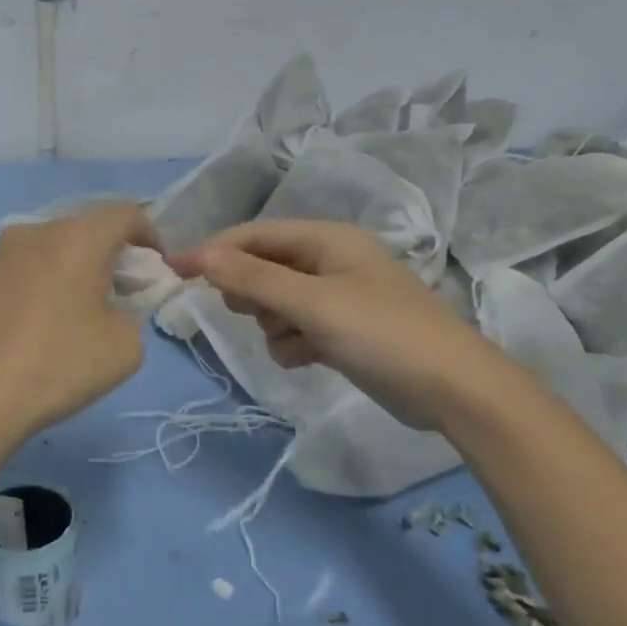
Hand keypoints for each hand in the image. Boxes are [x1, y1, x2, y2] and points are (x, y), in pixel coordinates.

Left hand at [0, 201, 157, 445]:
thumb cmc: (57, 364)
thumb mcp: (125, 347)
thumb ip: (130, 314)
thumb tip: (107, 310)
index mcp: (76, 238)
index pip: (124, 214)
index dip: (148, 235)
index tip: (154, 268)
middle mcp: (31, 233)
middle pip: (80, 231)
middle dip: (104, 255)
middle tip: (113, 293)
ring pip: (42, 251)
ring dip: (62, 271)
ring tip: (65, 314)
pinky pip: (10, 275)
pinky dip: (28, 289)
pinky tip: (23, 330)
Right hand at [168, 220, 501, 429]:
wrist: (453, 390)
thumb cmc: (382, 334)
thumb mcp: (312, 303)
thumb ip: (253, 278)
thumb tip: (199, 254)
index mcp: (327, 239)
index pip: (254, 235)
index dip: (213, 251)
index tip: (174, 272)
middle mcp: (330, 261)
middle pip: (262, 267)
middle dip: (250, 292)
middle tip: (252, 313)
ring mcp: (337, 297)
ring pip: (275, 302)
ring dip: (273, 323)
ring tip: (296, 341)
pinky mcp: (342, 331)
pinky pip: (295, 329)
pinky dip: (293, 343)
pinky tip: (309, 358)